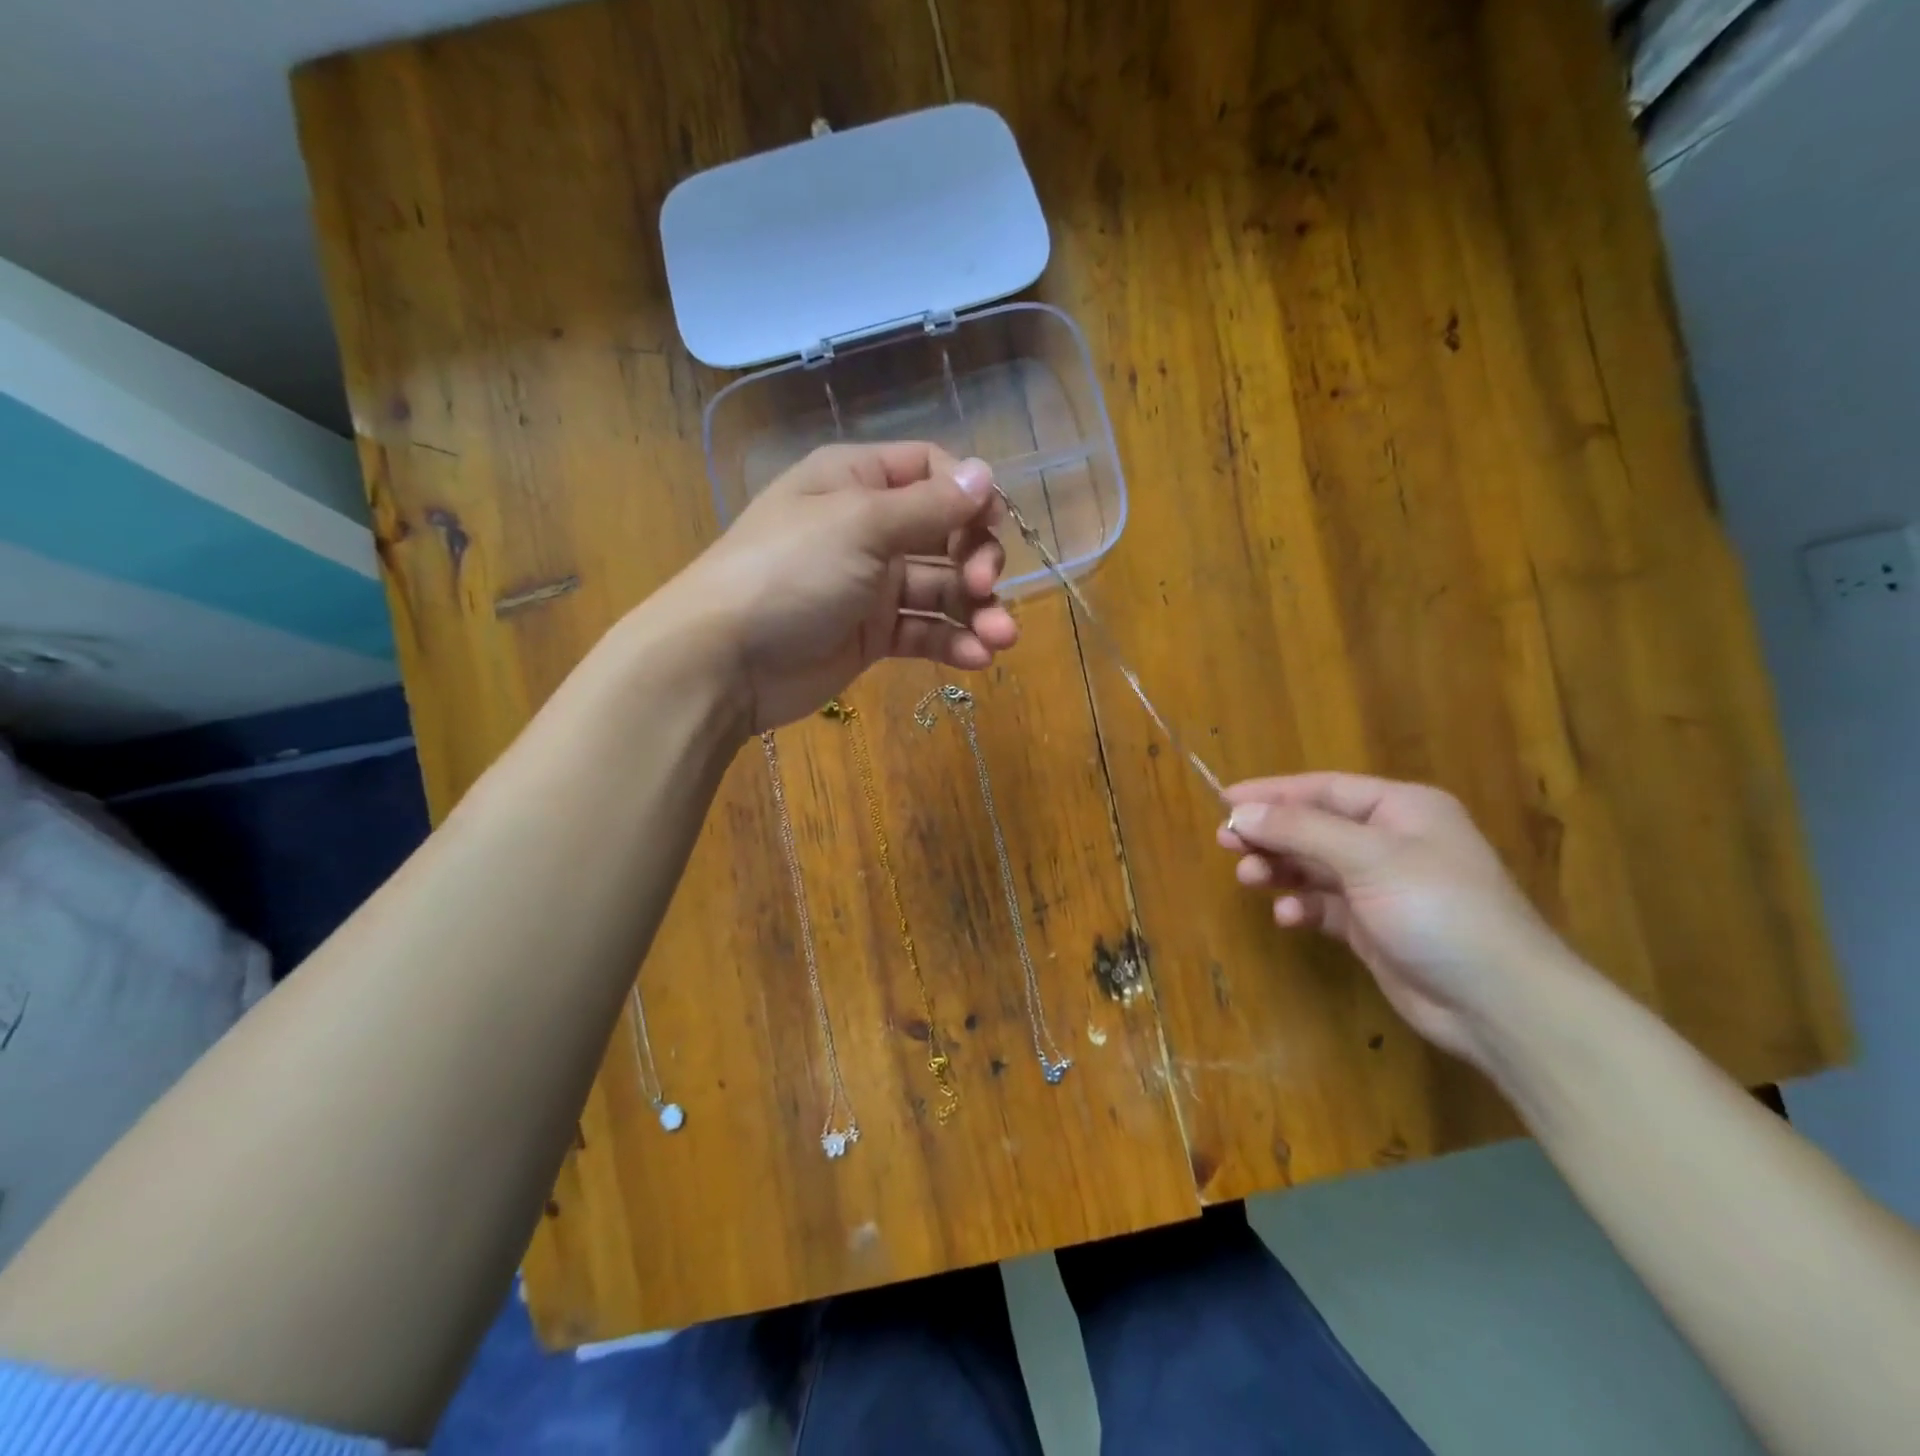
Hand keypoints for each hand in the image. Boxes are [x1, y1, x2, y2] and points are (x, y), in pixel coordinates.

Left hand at [667, 442, 1018, 729]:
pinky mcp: (872, 636)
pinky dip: (952, 642)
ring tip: (1001, 639)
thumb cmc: (789, 572)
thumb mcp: (859, 524)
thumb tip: (986, 474)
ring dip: (977, 610)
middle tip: (986, 587)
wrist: (724, 660)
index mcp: (857, 481)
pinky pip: (923, 631)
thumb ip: (928, 505)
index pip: (932, 470)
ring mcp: (870, 585)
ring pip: (942, 589)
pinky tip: (975, 658)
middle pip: (947, 531)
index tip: (993, 524)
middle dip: (977, 558)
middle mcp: (868, 527)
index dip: (970, 494)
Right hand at [1216, 773, 1582, 1067]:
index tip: (1224, 801)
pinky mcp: (1373, 927)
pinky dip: (1302, 907)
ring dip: (1280, 869)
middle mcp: (1391, 841)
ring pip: (1314, 866)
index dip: (1273, 792)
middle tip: (1225, 841)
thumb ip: (1300, 830)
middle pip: (1314, 826)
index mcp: (1401, 809)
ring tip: (1248, 879)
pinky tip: (1289, 917)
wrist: (1497, 1003)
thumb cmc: (1437, 909)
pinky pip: (1324, 905)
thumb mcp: (1367, 857)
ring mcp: (1382, 886)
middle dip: (1270, 833)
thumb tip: (1240, 811)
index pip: (1323, 789)